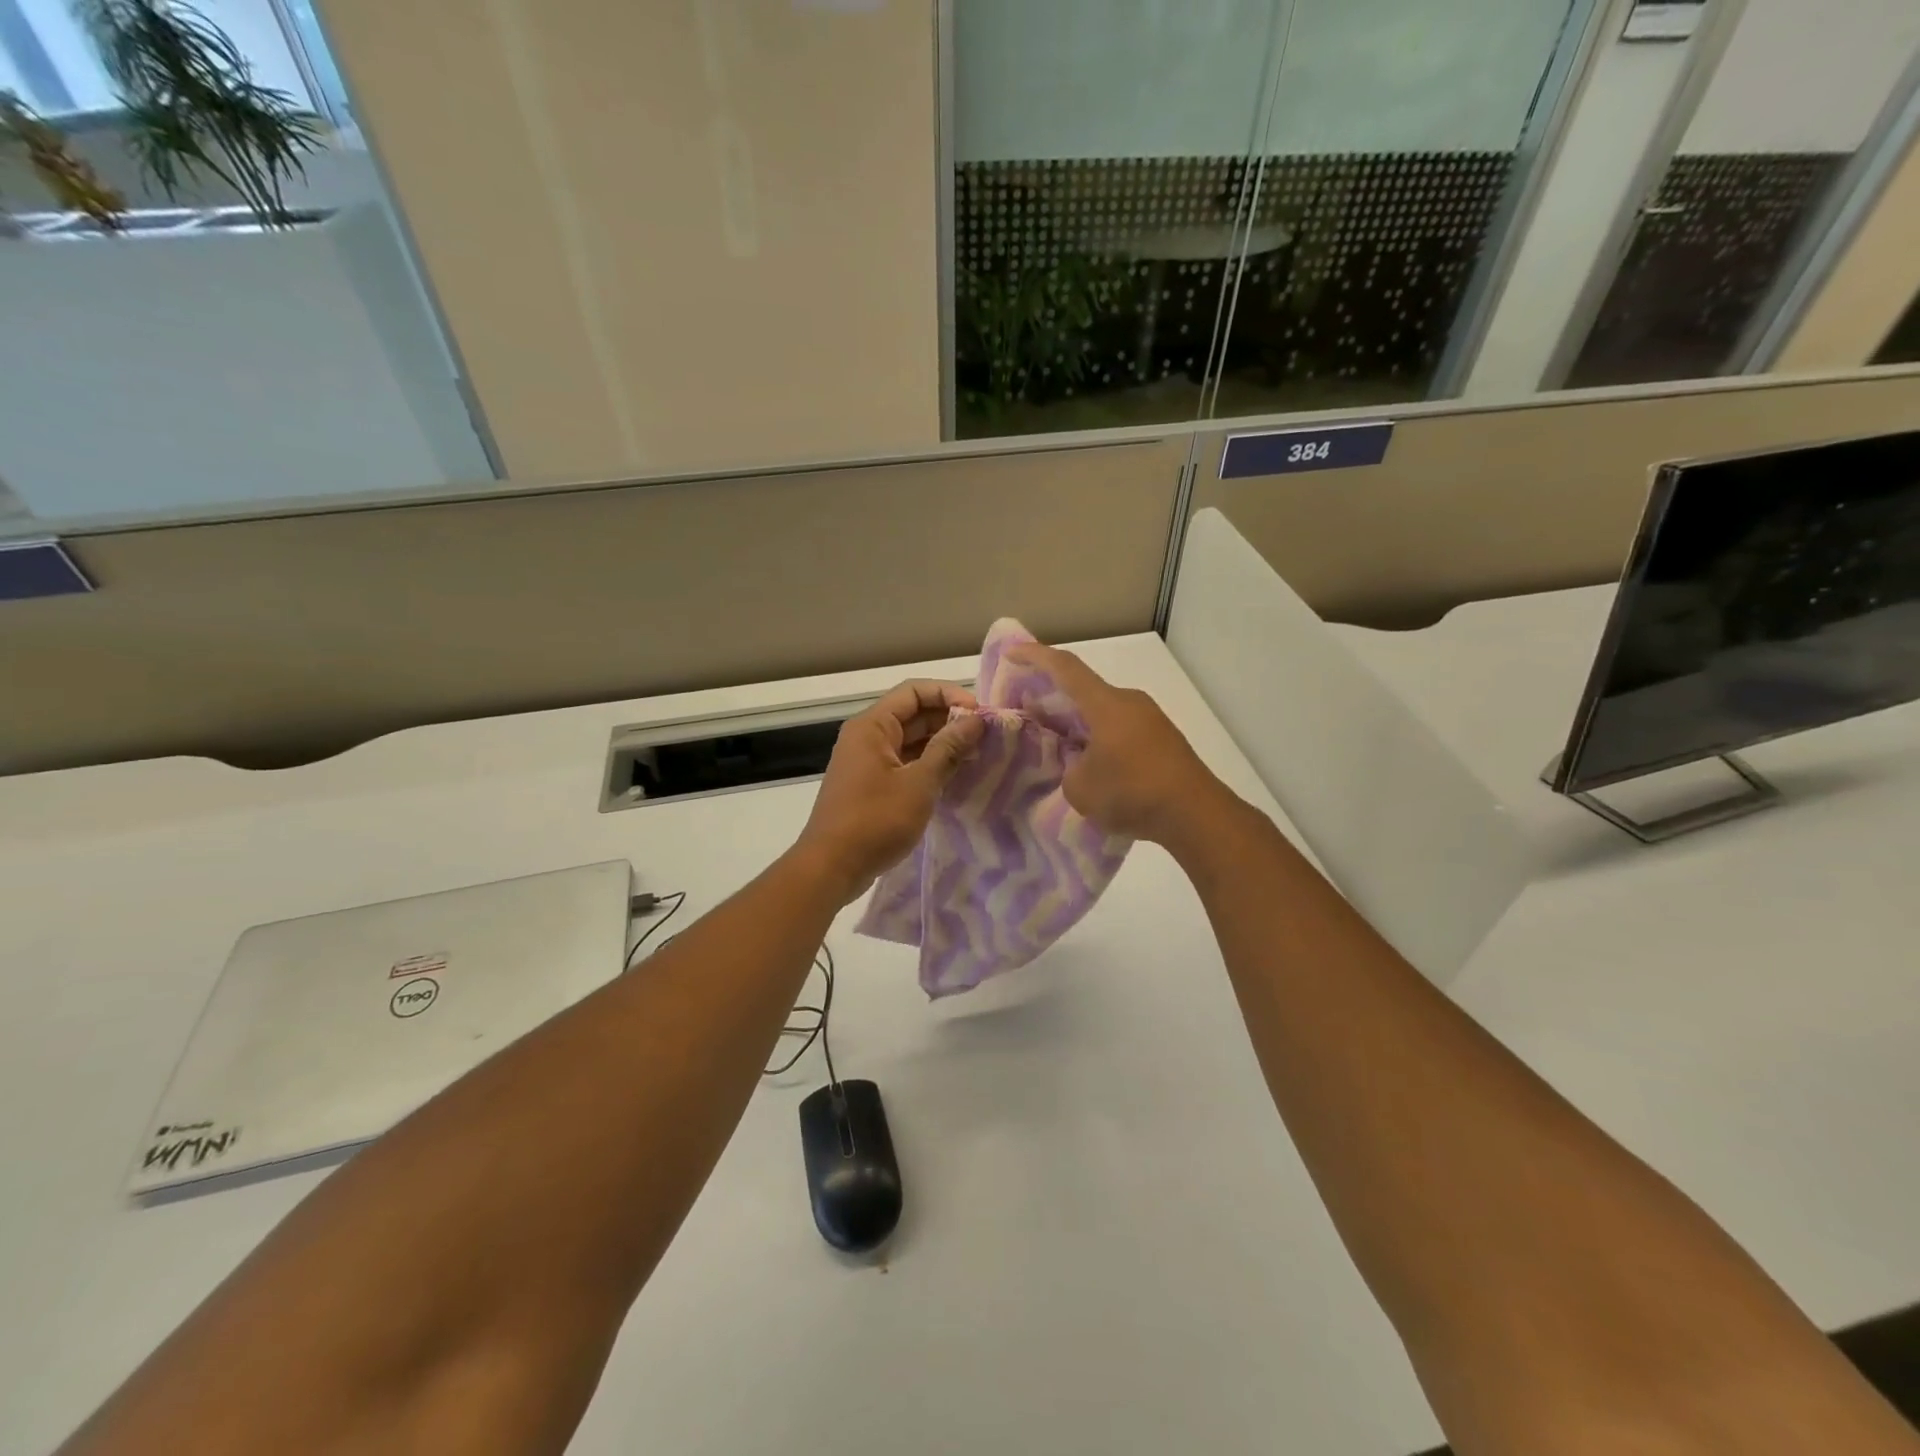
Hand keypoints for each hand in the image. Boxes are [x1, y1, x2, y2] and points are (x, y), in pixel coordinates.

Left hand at [794, 680, 986, 901]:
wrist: (831, 867)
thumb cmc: (875, 820)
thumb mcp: (919, 783)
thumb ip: (948, 748)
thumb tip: (975, 720)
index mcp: (873, 726)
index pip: (914, 691)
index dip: (948, 695)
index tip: (979, 714)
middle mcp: (867, 736)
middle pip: (913, 714)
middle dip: (949, 719)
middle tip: (985, 736)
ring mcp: (867, 762)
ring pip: (910, 740)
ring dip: (941, 743)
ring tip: (976, 755)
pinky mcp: (870, 785)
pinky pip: (904, 762)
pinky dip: (928, 764)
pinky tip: (955, 776)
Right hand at [1008, 643, 1227, 844]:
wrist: (1197, 815)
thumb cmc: (1133, 793)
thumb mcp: (1080, 788)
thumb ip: (1068, 769)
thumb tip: (1079, 765)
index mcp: (1105, 704)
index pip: (1064, 667)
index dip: (1035, 656)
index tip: (1011, 653)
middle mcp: (1129, 702)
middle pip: (1084, 690)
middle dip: (1054, 698)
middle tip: (1029, 713)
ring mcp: (1151, 720)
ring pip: (1104, 712)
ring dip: (1079, 723)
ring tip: (1058, 746)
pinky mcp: (1164, 741)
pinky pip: (1121, 730)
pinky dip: (1100, 739)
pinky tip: (1092, 766)